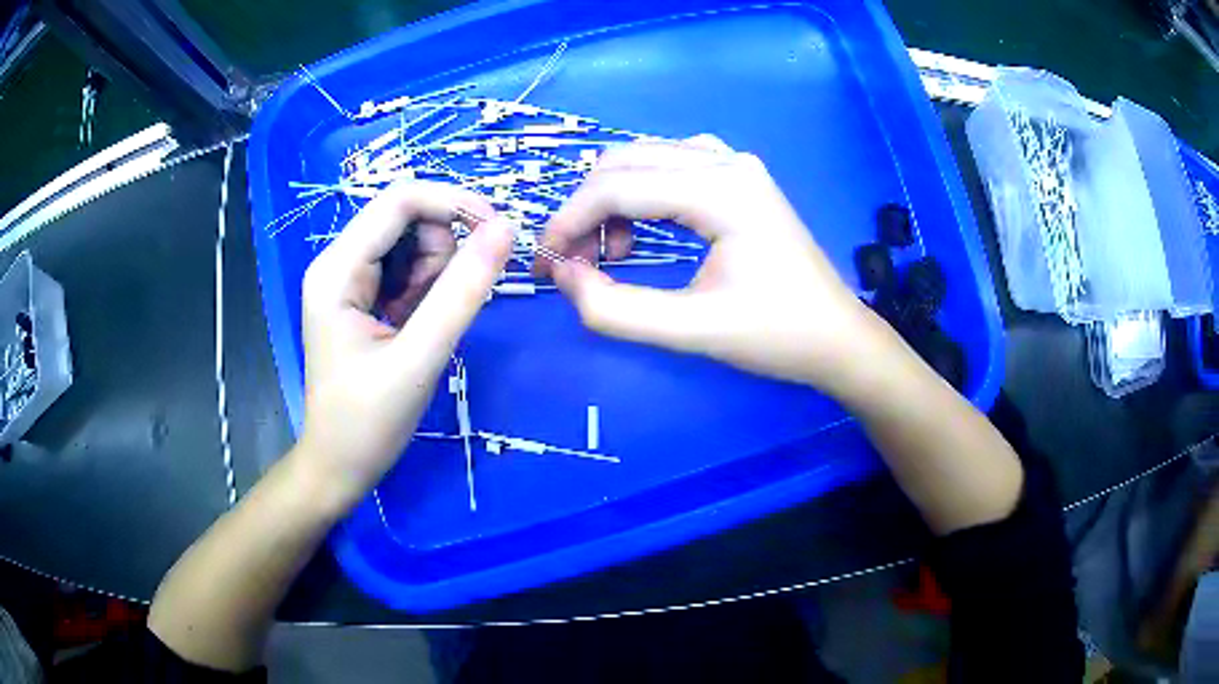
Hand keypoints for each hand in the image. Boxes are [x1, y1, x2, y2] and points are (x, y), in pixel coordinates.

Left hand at [297, 181, 512, 510]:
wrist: (339, 467)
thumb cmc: (368, 422)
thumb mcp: (419, 357)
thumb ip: (463, 291)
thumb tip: (507, 228)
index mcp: (337, 269)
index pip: (399, 200)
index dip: (454, 203)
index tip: (500, 232)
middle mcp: (338, 262)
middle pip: (407, 219)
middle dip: (443, 252)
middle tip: (443, 309)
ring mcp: (349, 280)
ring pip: (412, 243)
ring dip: (437, 275)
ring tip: (425, 327)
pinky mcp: (363, 298)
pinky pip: (407, 271)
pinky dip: (427, 291)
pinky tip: (417, 328)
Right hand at [541, 135, 899, 397]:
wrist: (836, 337)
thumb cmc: (776, 336)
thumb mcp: (692, 331)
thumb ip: (616, 309)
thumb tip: (562, 276)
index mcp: (721, 190)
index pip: (617, 187)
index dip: (568, 222)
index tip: (544, 264)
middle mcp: (726, 160)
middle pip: (624, 161)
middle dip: (585, 209)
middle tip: (574, 263)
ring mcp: (735, 163)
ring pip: (644, 158)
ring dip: (612, 200)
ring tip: (614, 254)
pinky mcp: (738, 176)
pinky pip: (669, 165)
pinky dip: (641, 193)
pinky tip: (644, 229)